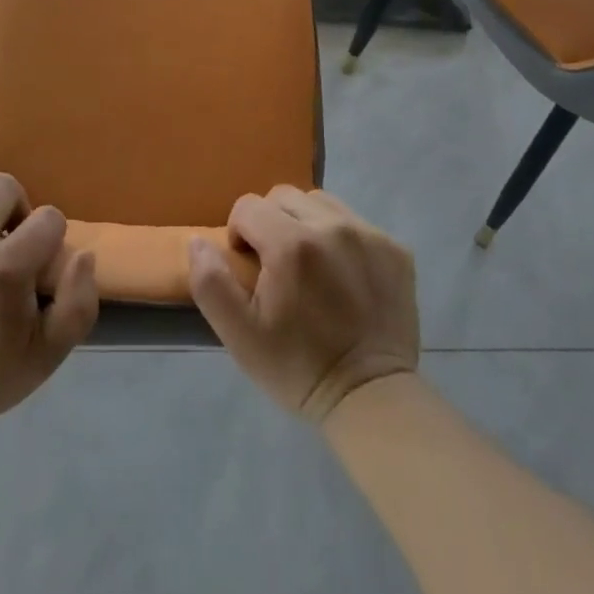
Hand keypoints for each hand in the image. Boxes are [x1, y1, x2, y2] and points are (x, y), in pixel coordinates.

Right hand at [188, 187, 418, 423]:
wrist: (371, 397)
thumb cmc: (298, 367)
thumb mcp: (240, 335)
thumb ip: (211, 282)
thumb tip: (198, 240)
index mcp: (291, 243)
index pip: (248, 206)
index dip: (239, 233)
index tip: (249, 268)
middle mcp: (331, 226)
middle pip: (284, 196)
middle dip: (271, 222)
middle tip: (277, 265)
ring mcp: (368, 234)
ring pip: (321, 202)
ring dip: (306, 223)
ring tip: (310, 265)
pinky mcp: (395, 248)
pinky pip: (356, 223)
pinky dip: (341, 238)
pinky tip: (343, 275)